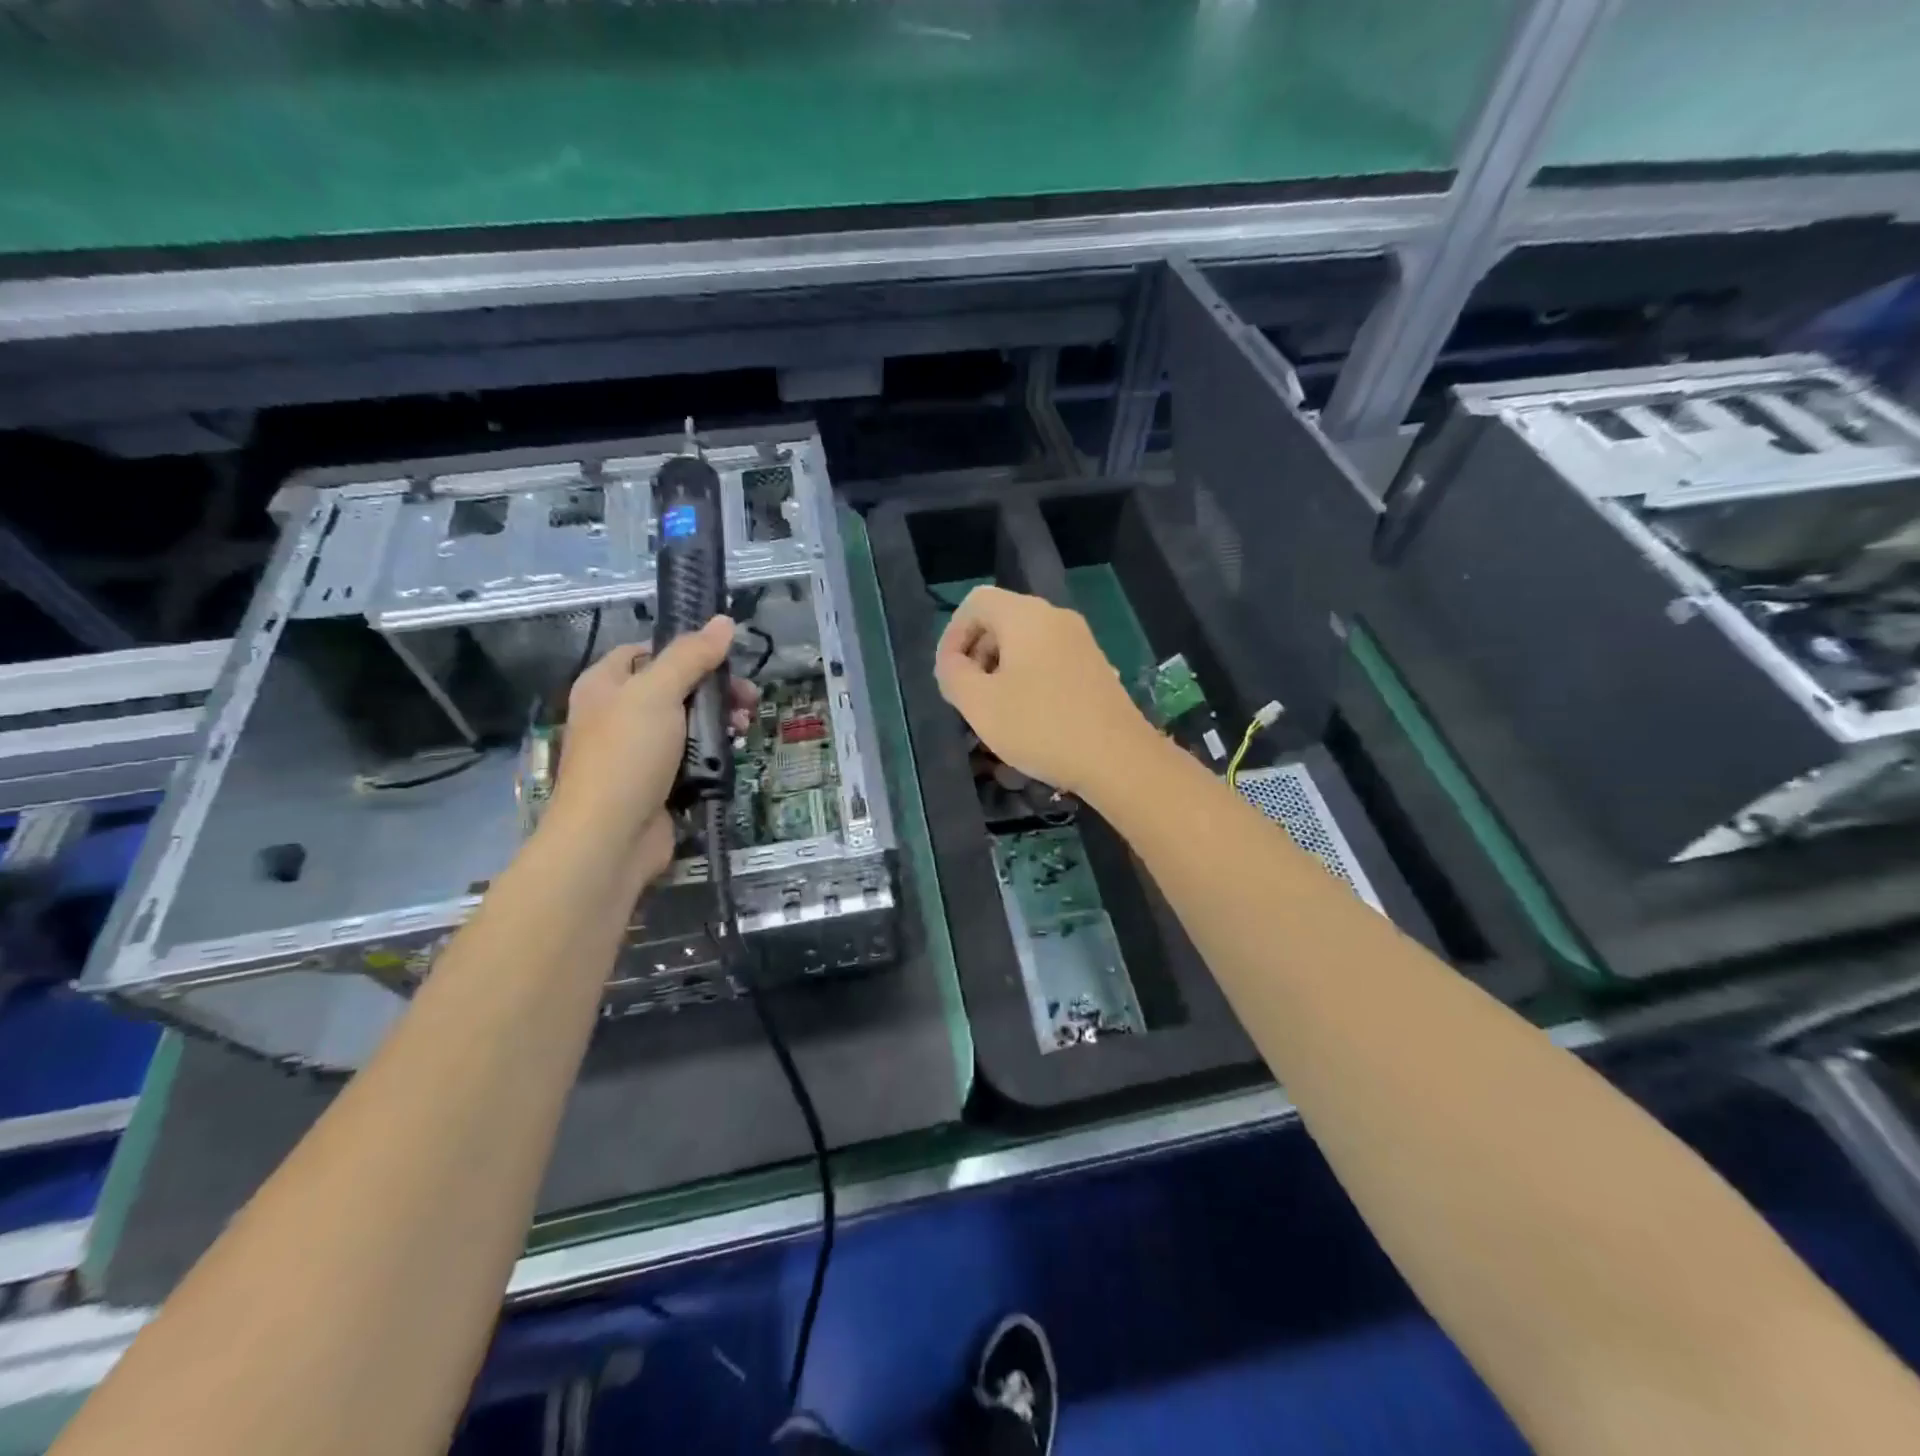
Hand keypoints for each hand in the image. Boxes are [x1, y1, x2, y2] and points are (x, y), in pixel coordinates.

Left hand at [546, 616, 755, 881]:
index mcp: (605, 684)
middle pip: (675, 688)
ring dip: (720, 721)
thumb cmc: (627, 756)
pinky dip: (714, 753)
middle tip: (749, 698)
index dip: (685, 650)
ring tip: (745, 729)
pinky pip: (692, 757)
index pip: (646, 651)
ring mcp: (638, 752)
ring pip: (688, 724)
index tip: (723, 660)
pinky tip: (734, 754)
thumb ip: (691, 656)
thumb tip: (724, 621)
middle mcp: (617, 714)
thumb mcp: (658, 694)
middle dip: (715, 690)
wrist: (610, 838)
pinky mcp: (658, 783)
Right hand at [934, 585, 1159, 801]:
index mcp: (1025, 616)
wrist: (1118, 758)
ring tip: (996, 711)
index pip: (976, 602)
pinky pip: (1049, 659)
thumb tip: (953, 662)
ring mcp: (1081, 641)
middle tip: (969, 696)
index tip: (949, 675)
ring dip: (1001, 669)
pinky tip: (1030, 717)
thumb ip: (952, 674)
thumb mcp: (979, 704)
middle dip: (976, 654)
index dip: (952, 635)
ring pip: (1026, 643)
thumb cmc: (1041, 726)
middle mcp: (1056, 617)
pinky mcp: (1096, 666)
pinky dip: (1029, 678)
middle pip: (1002, 620)